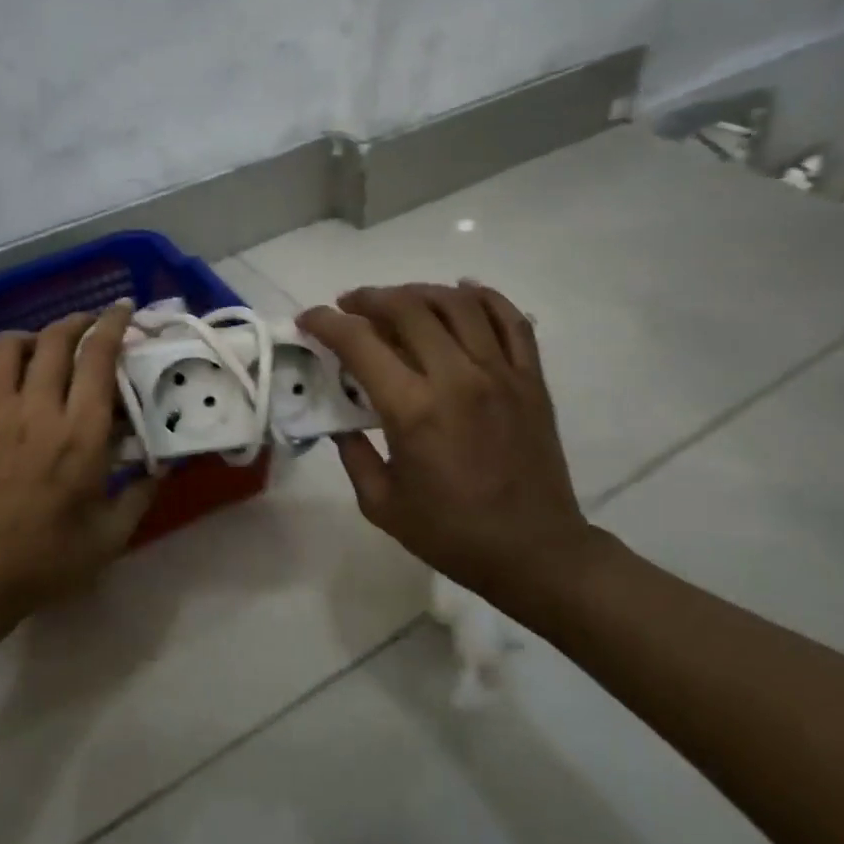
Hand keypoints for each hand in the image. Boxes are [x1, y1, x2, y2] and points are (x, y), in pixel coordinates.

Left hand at [0, 301, 158, 623]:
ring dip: (29, 335)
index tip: (122, 310)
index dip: (113, 325)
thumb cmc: (46, 562)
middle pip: (55, 341)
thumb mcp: (110, 535)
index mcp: (79, 436)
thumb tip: (164, 460)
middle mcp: (35, 413)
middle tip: (89, 325)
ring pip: (6, 347)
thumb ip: (141, 492)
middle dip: (77, 321)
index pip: (98, 358)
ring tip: (41, 345)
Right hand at [298, 282, 606, 624]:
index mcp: (414, 410)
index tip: (308, 319)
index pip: (360, 343)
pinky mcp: (531, 379)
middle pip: (408, 308)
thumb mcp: (381, 503)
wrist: (535, 552)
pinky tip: (461, 293)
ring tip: (398, 299)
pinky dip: (484, 297)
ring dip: (419, 291)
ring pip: (458, 304)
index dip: (326, 322)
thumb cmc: (451, 533)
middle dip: (369, 298)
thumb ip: (352, 454)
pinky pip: (511, 320)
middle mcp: (457, 378)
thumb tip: (340, 420)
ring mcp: (501, 373)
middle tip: (350, 305)